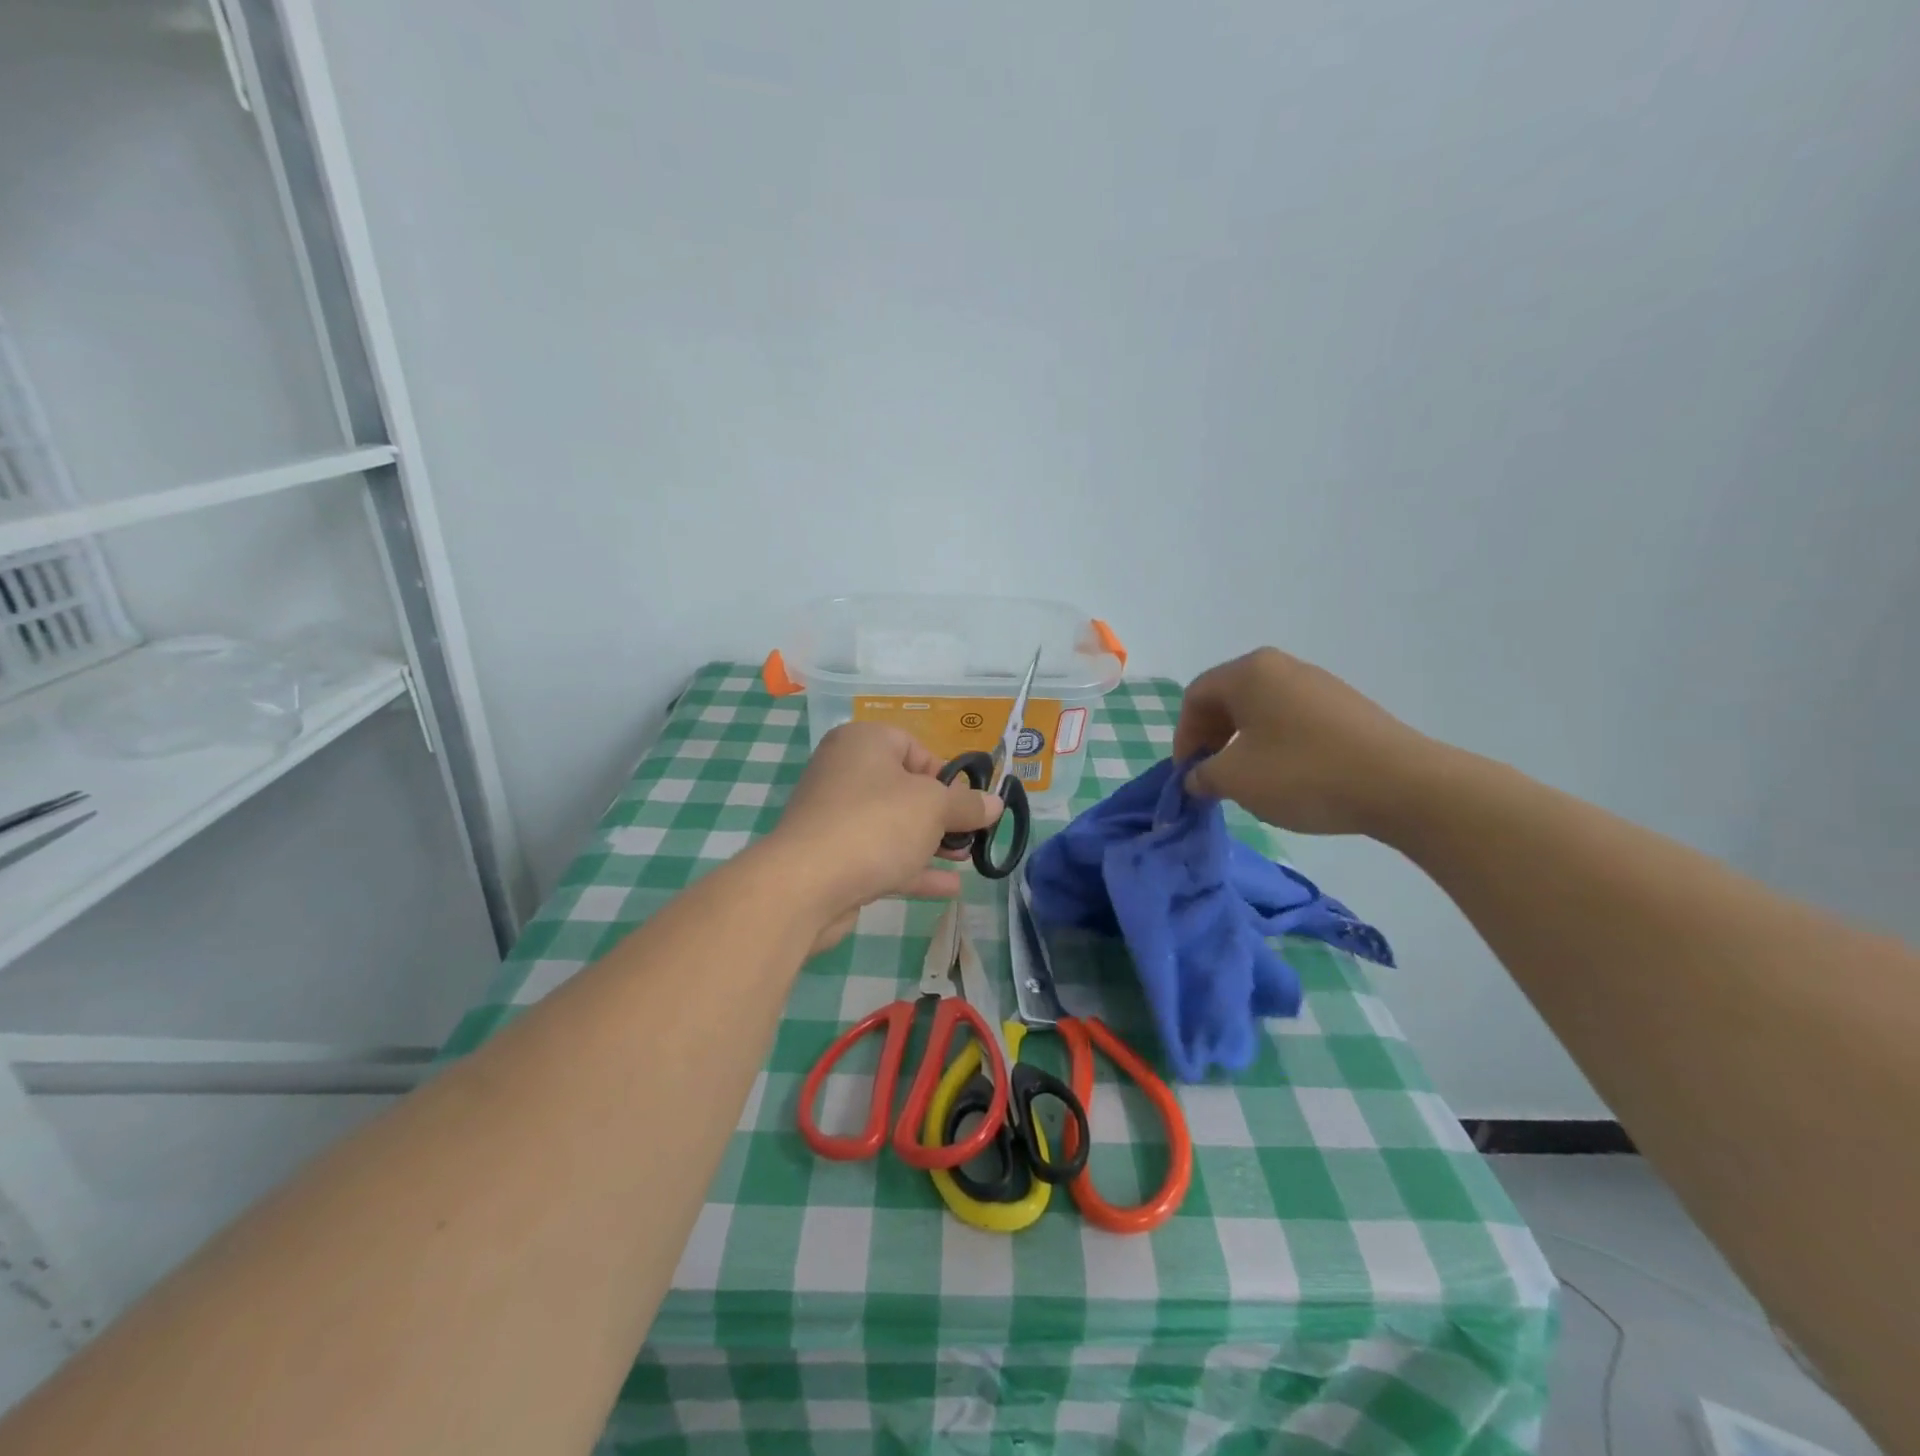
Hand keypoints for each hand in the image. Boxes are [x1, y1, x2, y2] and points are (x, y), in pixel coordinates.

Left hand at [767, 721, 1002, 951]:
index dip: (945, 774)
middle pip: (905, 789)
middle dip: (943, 814)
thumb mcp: (935, 807)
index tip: (966, 802)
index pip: (913, 746)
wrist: (806, 884)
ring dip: (931, 843)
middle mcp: (844, 773)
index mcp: (863, 743)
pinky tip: (948, 887)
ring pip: (893, 826)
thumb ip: (968, 805)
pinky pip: (881, 857)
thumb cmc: (876, 824)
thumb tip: (995, 803)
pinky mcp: (833, 858)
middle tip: (972, 835)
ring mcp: (836, 818)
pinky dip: (913, 869)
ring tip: (967, 859)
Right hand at [1173, 647, 1435, 836]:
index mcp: (1249, 672)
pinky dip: (1275, 744)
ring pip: (1261, 710)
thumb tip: (1196, 777)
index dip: (1183, 736)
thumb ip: (1202, 775)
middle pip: (1228, 699)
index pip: (1196, 696)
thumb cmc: (1302, 773)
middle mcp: (1282, 666)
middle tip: (1211, 776)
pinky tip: (1286, 776)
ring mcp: (1318, 684)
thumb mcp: (1236, 779)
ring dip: (1242, 743)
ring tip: (1247, 780)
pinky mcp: (1346, 707)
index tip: (1187, 774)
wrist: (1401, 785)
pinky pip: (1292, 719)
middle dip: (1211, 738)